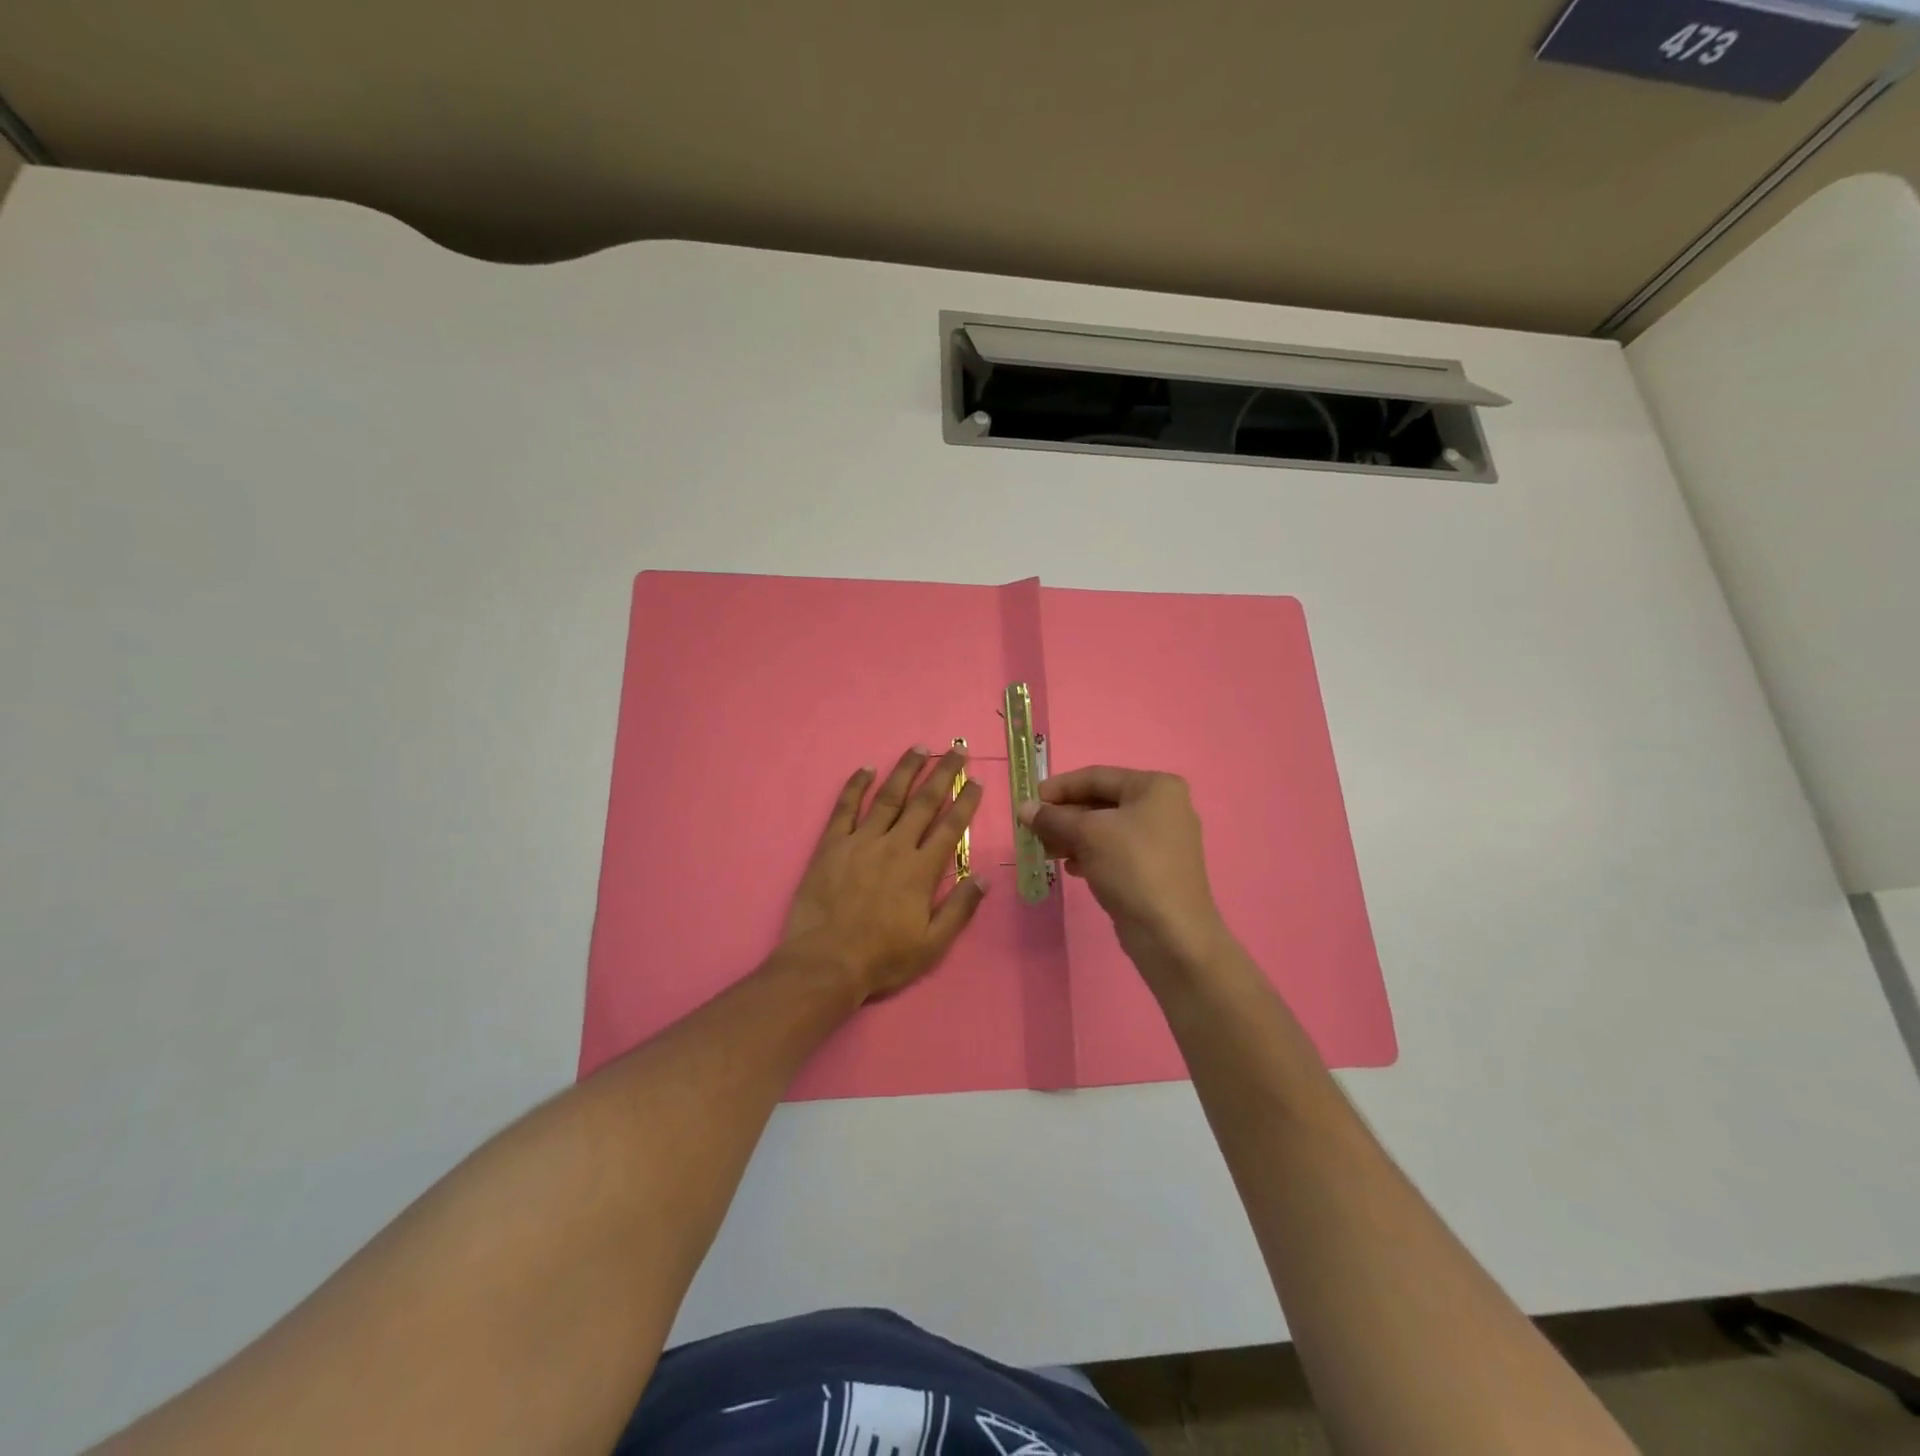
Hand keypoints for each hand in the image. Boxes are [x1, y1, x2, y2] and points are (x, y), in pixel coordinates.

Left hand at [781, 745, 988, 1002]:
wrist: (825, 963)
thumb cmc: (882, 958)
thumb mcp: (932, 945)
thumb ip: (960, 909)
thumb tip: (985, 878)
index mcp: (921, 870)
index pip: (950, 826)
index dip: (966, 802)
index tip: (977, 781)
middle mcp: (894, 846)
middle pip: (923, 802)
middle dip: (943, 773)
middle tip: (957, 750)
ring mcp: (860, 842)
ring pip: (888, 797)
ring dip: (905, 770)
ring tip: (920, 748)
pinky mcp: (831, 845)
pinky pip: (844, 808)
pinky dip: (855, 786)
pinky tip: (866, 769)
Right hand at [1019, 766, 1227, 978]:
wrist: (1171, 933)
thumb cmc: (1132, 868)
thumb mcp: (1087, 835)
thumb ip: (1053, 818)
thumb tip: (1024, 809)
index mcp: (1156, 787)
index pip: (1096, 776)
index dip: (1059, 787)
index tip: (1030, 802)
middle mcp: (1163, 807)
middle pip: (1101, 802)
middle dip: (1064, 816)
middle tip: (1033, 831)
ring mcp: (1162, 840)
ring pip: (1106, 829)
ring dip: (1073, 837)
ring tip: (1047, 852)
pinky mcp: (1155, 869)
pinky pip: (1115, 852)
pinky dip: (1090, 855)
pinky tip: (1071, 868)